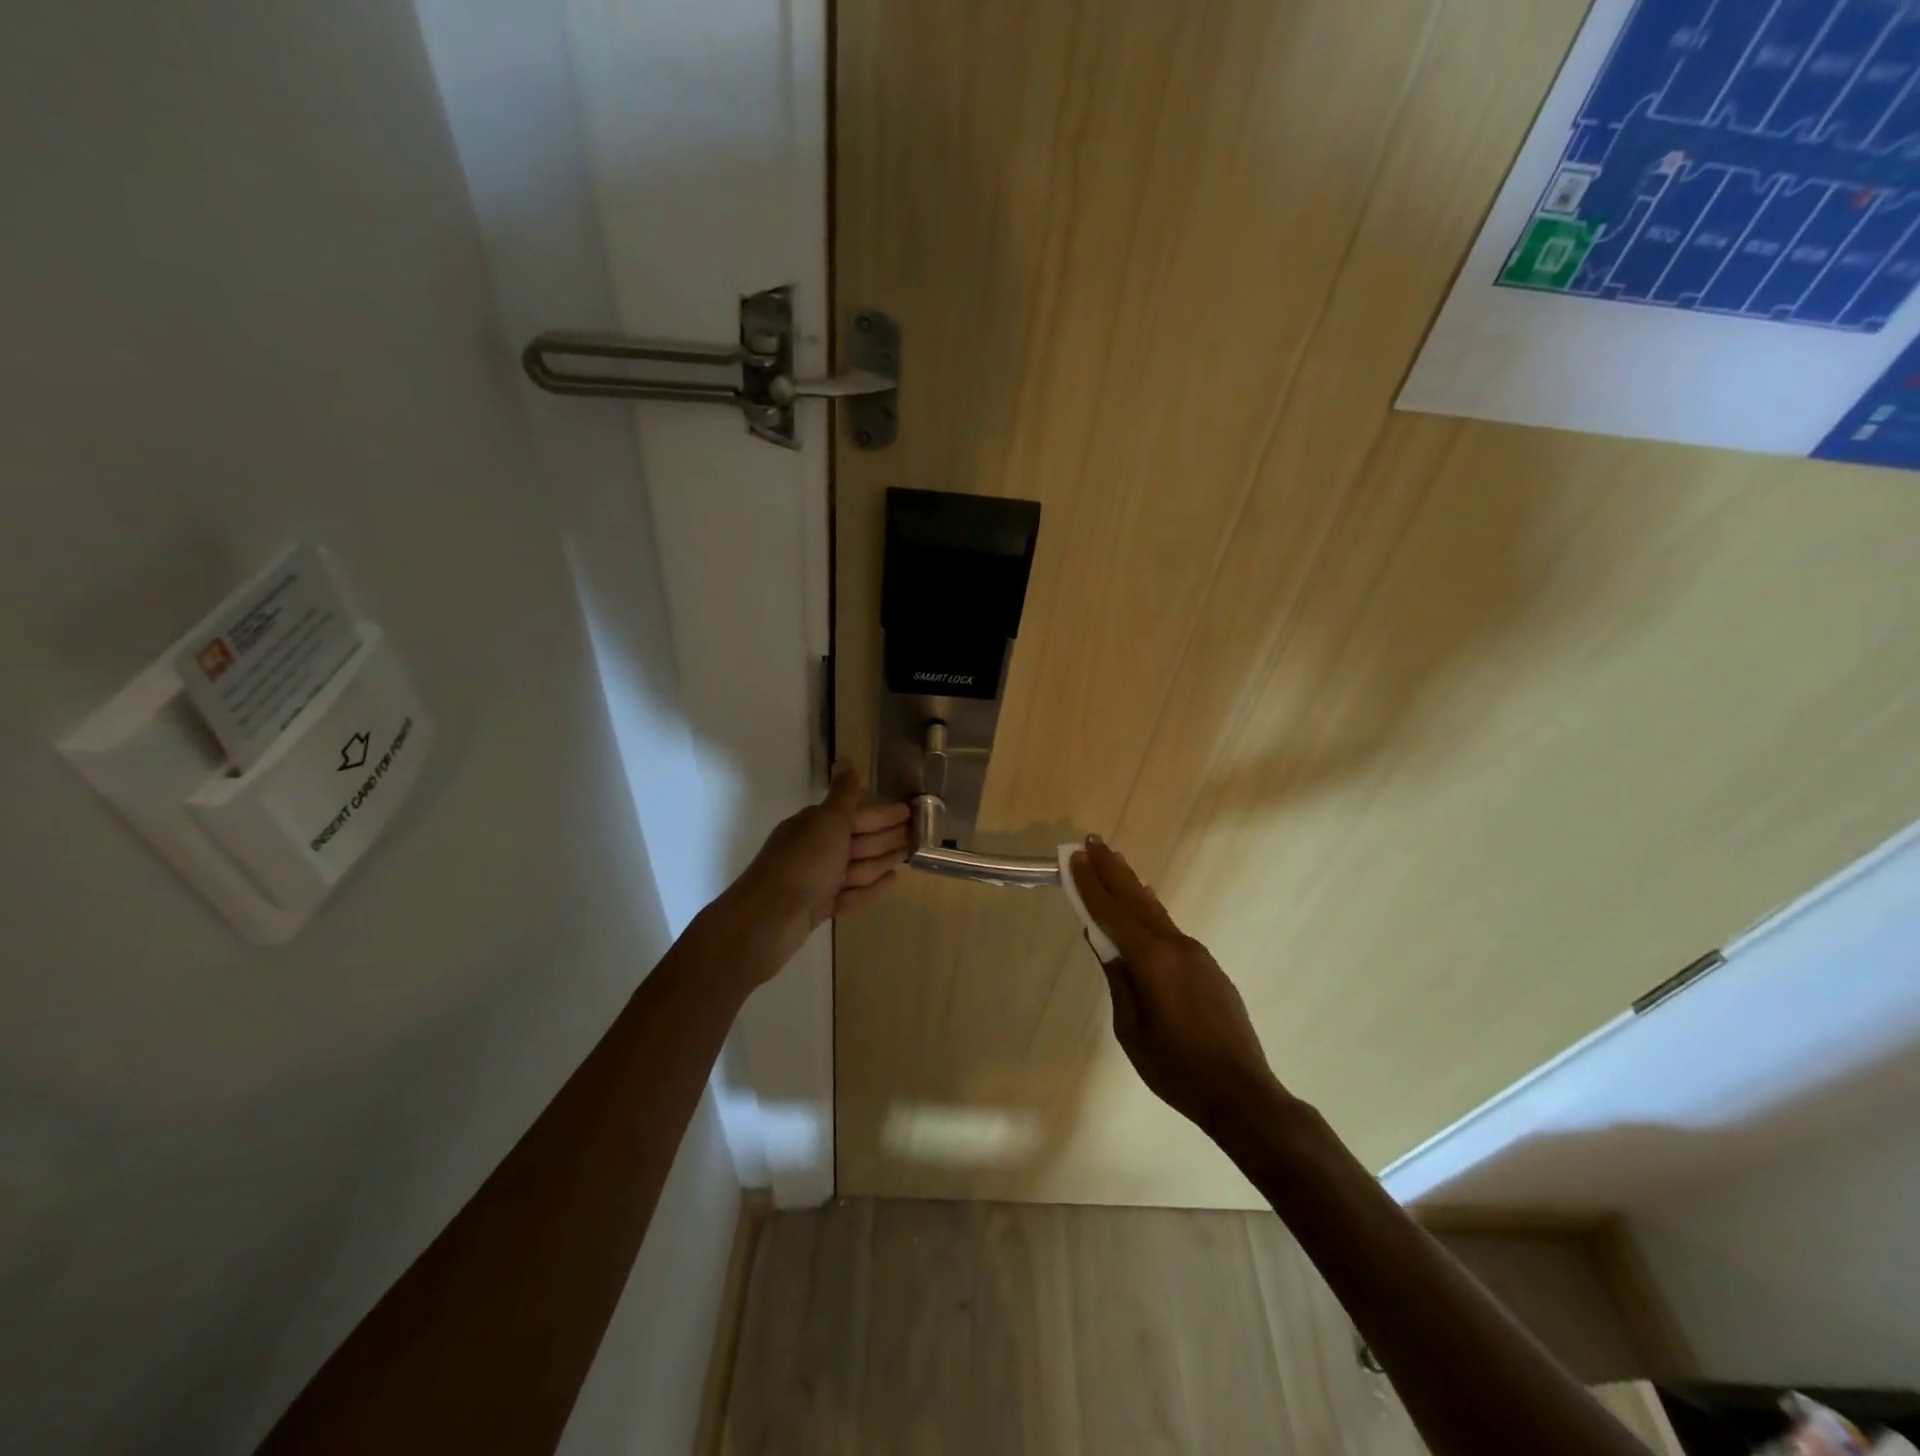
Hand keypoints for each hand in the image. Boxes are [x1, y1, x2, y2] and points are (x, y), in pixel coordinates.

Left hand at [726, 761, 910, 971]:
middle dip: (886, 834)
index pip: (855, 813)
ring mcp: (816, 880)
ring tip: (908, 856)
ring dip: (882, 859)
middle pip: (857, 838)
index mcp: (815, 825)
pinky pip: (851, 893)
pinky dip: (871, 886)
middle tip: (919, 834)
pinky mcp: (819, 908)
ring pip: (856, 866)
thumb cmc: (803, 863)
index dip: (883, 812)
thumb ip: (843, 794)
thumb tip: (846, 760)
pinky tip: (892, 881)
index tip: (911, 811)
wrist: (768, 919)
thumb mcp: (827, 821)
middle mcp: (815, 849)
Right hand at [1069, 838, 1283, 1141]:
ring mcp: (1197, 955)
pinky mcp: (1209, 969)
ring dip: (1132, 887)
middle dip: (1112, 870)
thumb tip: (1103, 943)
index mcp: (1152, 960)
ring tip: (1115, 863)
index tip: (1074, 858)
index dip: (1090, 885)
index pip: (1112, 913)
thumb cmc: (1176, 1068)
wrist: (1242, 1093)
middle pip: (1136, 899)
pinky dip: (1151, 913)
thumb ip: (1117, 980)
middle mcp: (1176, 947)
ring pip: (1156, 913)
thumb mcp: (1131, 1029)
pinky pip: (1171, 931)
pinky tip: (1145, 908)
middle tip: (1092, 842)